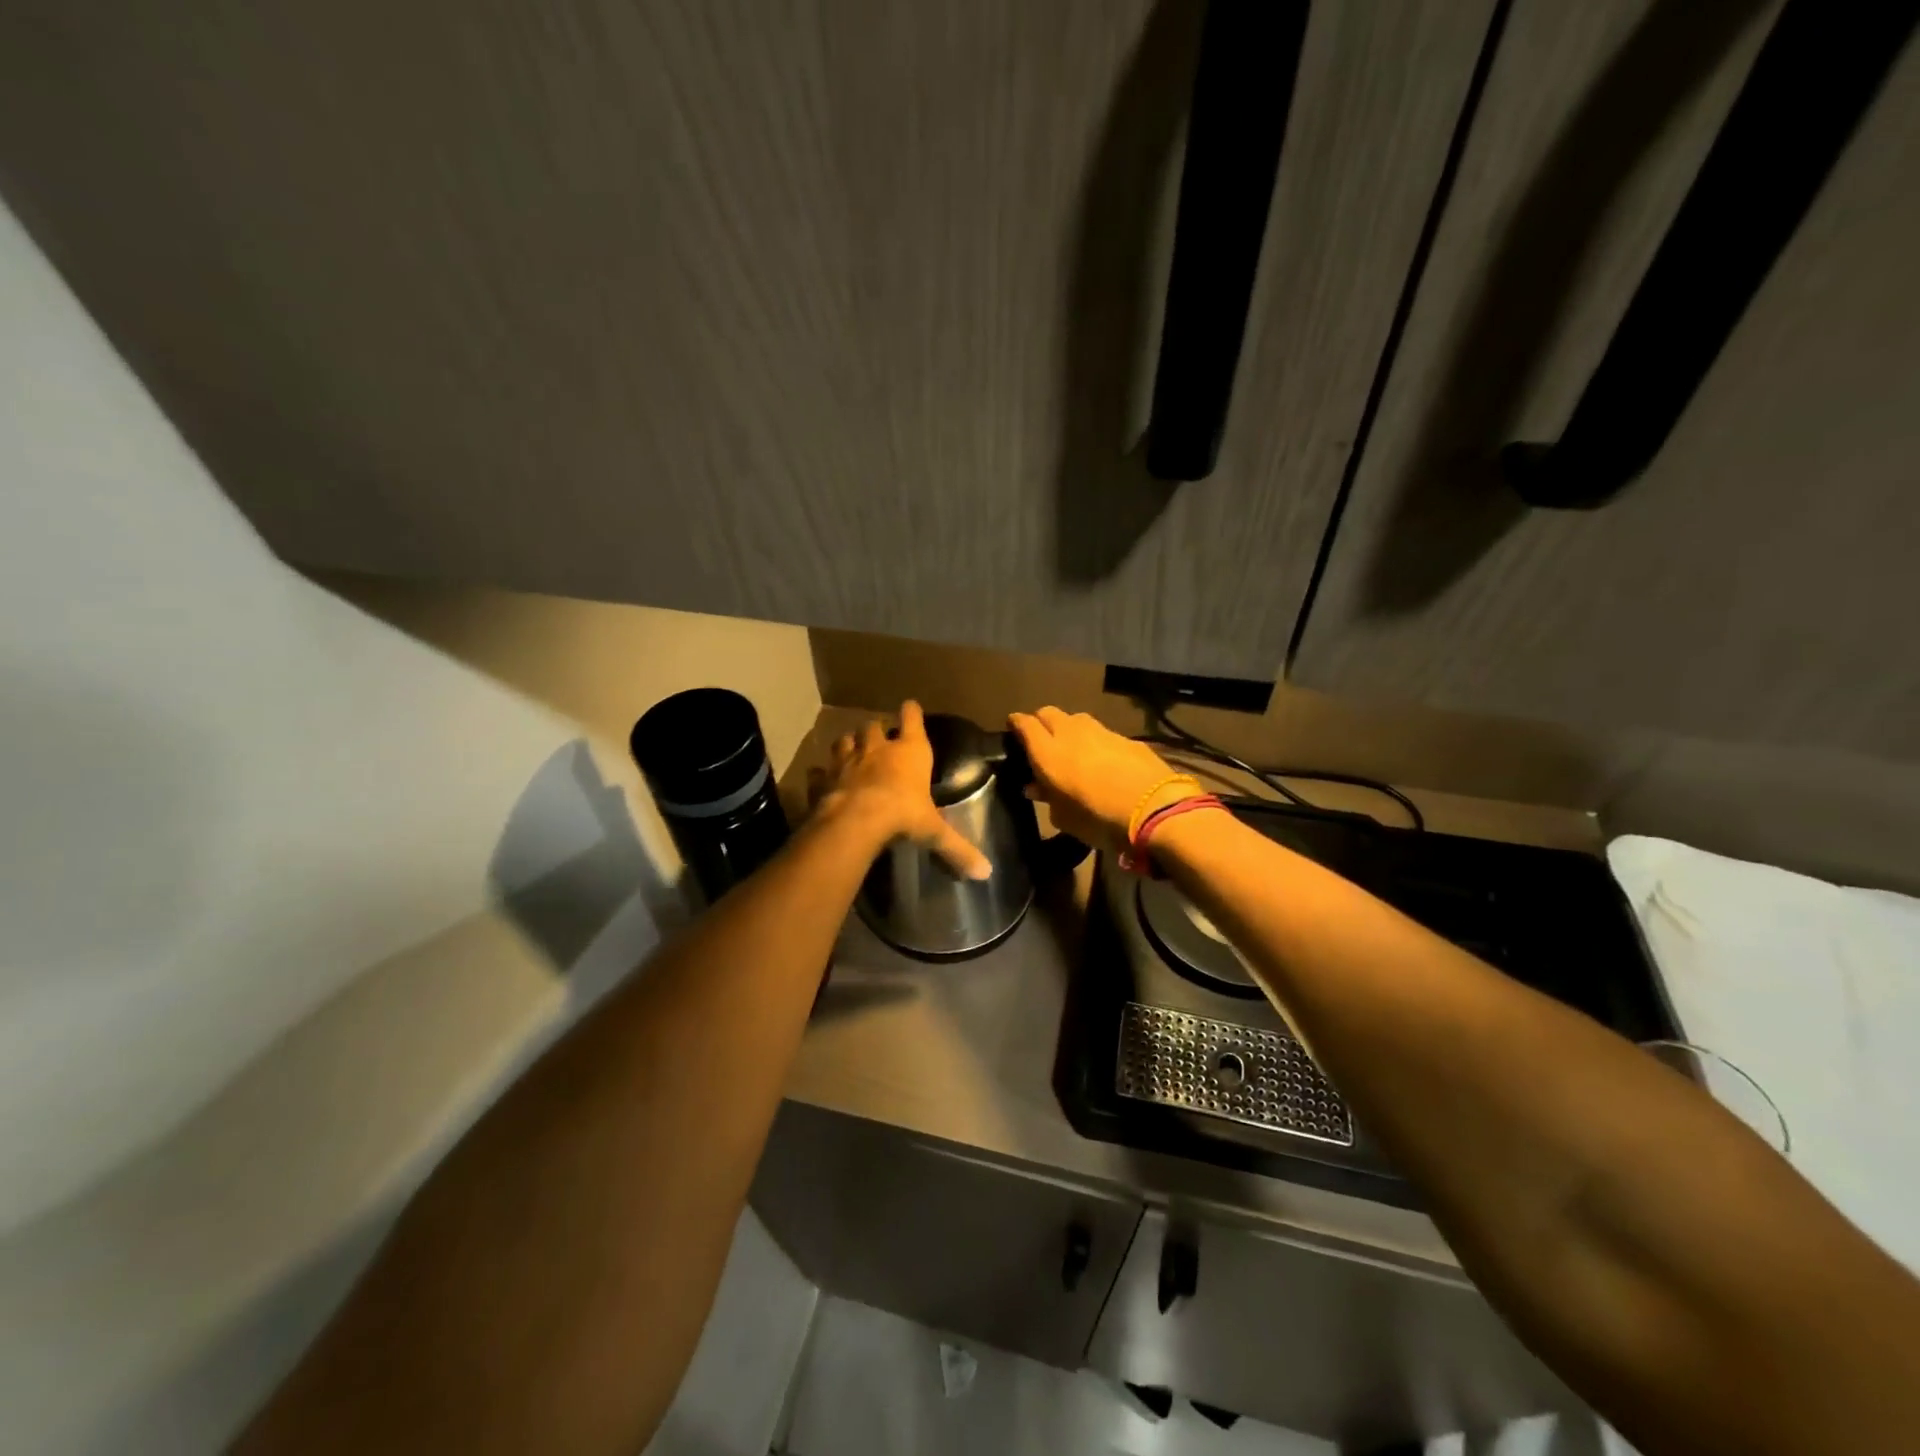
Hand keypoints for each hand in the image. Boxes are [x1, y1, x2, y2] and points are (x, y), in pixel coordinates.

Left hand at [809, 701, 992, 879]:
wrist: (855, 821)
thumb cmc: (903, 815)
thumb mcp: (934, 833)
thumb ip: (959, 849)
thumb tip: (986, 872)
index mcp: (910, 752)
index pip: (912, 720)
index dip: (911, 713)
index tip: (910, 708)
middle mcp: (877, 749)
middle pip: (874, 726)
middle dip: (876, 730)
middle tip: (879, 740)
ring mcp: (846, 760)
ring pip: (845, 741)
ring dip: (849, 745)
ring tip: (852, 752)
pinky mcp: (824, 778)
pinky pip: (820, 771)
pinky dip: (821, 774)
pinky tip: (822, 778)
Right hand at [1008, 706, 1183, 856]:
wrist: (1154, 810)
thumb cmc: (1098, 819)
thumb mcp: (1064, 818)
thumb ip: (1047, 797)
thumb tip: (1035, 787)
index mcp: (1047, 752)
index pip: (1024, 724)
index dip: (1016, 724)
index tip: (1013, 730)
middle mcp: (1070, 732)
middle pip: (1048, 713)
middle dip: (1041, 722)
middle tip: (1040, 740)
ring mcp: (1101, 731)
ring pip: (1076, 719)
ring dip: (1069, 728)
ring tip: (1071, 748)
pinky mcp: (1126, 737)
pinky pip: (1102, 733)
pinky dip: (1095, 741)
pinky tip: (1102, 759)